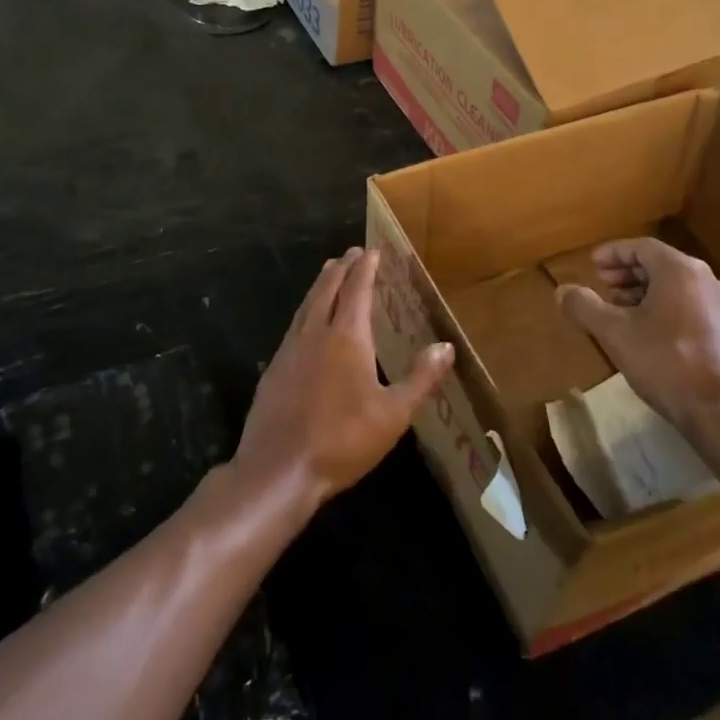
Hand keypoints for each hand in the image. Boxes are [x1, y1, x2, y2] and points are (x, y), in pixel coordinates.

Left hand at [234, 247, 453, 516]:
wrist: (279, 469)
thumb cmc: (342, 440)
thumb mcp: (393, 414)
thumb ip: (420, 378)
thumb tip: (446, 346)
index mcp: (347, 337)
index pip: (356, 289)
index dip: (365, 268)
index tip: (372, 251)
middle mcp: (315, 333)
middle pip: (327, 289)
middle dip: (341, 268)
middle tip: (351, 253)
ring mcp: (289, 350)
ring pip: (306, 305)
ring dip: (320, 285)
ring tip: (329, 274)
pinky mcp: (273, 369)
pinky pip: (294, 326)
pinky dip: (306, 311)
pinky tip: (307, 322)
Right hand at [556, 238, 719, 434]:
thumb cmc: (666, 362)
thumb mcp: (614, 333)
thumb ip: (585, 307)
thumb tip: (562, 290)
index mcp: (681, 271)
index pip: (642, 247)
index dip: (614, 253)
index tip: (593, 264)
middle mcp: (709, 281)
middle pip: (663, 265)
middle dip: (629, 273)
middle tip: (604, 285)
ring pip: (680, 288)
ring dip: (648, 293)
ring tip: (624, 311)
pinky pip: (695, 309)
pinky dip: (669, 310)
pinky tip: (653, 335)